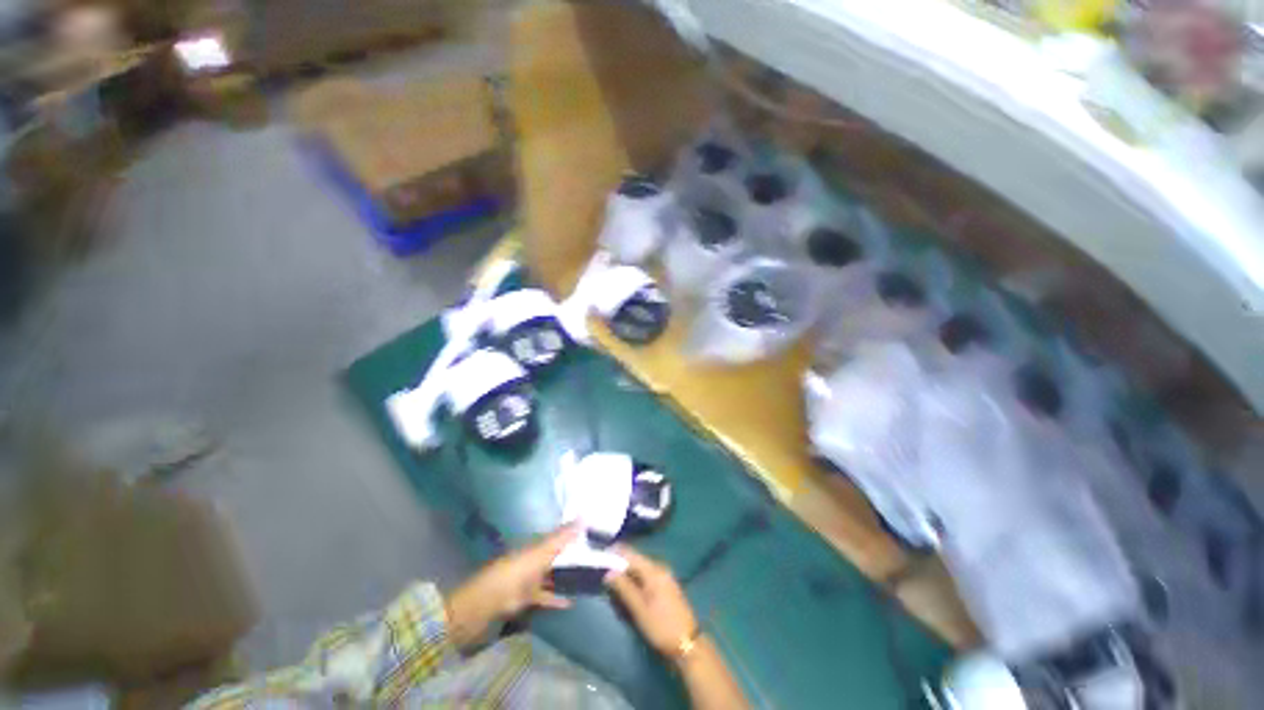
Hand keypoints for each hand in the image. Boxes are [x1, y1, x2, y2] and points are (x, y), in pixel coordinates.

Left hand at [446, 524, 579, 645]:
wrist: (485, 606)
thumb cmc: (515, 573)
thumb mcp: (540, 552)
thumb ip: (562, 536)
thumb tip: (584, 516)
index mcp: (533, 546)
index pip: (556, 536)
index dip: (571, 534)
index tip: (590, 533)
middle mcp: (531, 560)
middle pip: (554, 556)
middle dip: (570, 556)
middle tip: (594, 556)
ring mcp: (527, 581)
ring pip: (550, 576)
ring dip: (564, 577)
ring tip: (585, 578)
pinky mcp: (525, 601)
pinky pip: (544, 597)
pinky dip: (556, 599)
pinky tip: (570, 602)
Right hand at [604, 545, 698, 656]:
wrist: (688, 644)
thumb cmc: (661, 627)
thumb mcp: (639, 609)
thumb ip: (624, 588)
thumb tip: (609, 572)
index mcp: (654, 571)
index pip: (631, 554)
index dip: (617, 552)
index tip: (602, 553)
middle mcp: (660, 568)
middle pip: (637, 560)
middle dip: (621, 563)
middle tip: (605, 568)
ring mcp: (665, 577)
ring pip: (642, 568)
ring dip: (628, 572)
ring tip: (613, 578)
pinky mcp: (667, 586)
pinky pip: (648, 576)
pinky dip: (636, 578)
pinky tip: (629, 586)